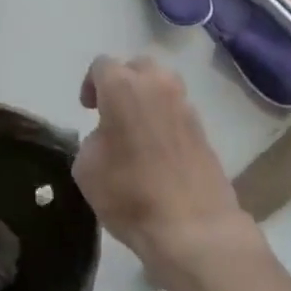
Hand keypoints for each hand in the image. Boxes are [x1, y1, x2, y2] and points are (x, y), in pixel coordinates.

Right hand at [73, 56, 262, 280]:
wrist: (193, 226)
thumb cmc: (130, 194)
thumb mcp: (86, 168)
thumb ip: (93, 139)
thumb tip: (108, 136)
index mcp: (123, 87)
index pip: (102, 65)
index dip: (91, 84)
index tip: (88, 110)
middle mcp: (157, 85)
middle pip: (137, 66)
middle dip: (122, 82)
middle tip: (112, 112)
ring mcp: (185, 105)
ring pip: (163, 84)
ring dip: (147, 97)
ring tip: (137, 129)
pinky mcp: (203, 128)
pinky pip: (177, 109)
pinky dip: (165, 119)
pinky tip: (158, 149)